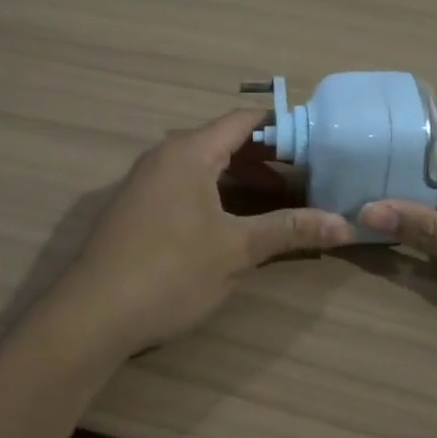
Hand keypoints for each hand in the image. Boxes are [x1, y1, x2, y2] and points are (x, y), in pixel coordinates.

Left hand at [47, 109, 353, 360]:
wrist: (91, 315)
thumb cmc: (170, 272)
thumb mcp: (236, 250)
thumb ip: (289, 230)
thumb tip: (345, 225)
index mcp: (189, 152)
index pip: (243, 121)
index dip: (282, 128)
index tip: (317, 144)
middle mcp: (164, 156)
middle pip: (223, 141)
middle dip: (265, 158)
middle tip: (304, 177)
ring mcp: (145, 182)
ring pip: (202, 166)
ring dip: (239, 179)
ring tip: (275, 201)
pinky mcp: (135, 208)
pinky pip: (184, 185)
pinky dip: (214, 193)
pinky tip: (230, 223)